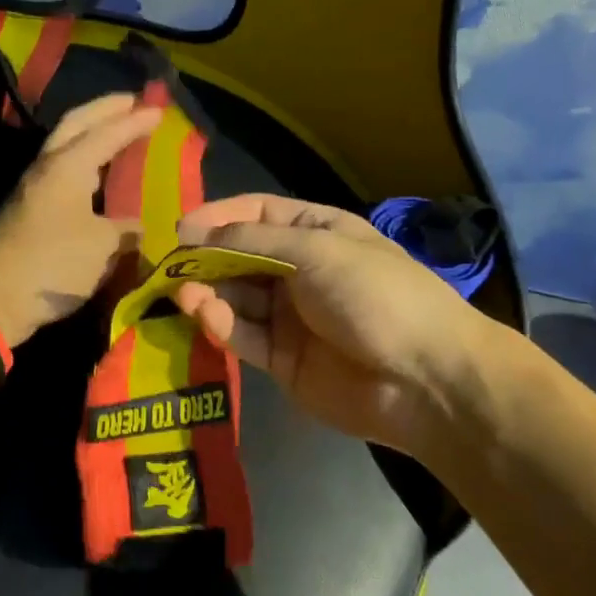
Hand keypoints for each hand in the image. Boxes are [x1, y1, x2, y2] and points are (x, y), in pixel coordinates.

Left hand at [0, 94, 160, 347]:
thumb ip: (124, 231)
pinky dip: (83, 165)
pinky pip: (62, 174)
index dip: (134, 121)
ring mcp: (33, 189)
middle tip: (131, 102)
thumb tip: (138, 229)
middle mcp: (47, 168)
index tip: (159, 110)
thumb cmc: (53, 262)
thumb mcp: (101, 247)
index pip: (106, 133)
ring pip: (65, 148)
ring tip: (116, 135)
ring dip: (90, 135)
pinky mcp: (27, 212)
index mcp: (68, 165)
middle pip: (75, 125)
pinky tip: (96, 179)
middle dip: (104, 110)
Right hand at [172, 194, 503, 453]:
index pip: (258, 214)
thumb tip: (195, 232)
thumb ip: (253, 240)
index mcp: (318, 233)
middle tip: (169, 265)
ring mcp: (290, 317)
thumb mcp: (317, 250)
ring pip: (236, 297)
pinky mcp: (281, 359)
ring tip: (181, 292)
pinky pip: (243, 335)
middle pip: (240, 257)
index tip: (182, 227)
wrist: (425, 380)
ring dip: (208, 292)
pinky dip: (221, 324)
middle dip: (205, 258)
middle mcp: (299, 271)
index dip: (219, 216)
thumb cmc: (376, 295)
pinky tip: (205, 315)